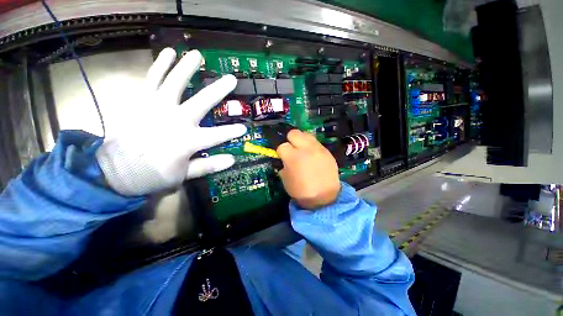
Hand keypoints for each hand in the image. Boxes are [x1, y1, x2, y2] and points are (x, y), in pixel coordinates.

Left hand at [96, 48, 246, 195]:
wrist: (114, 170)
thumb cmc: (152, 174)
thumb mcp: (183, 175)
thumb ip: (208, 166)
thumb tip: (232, 159)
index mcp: (187, 142)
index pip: (217, 136)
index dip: (231, 132)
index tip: (244, 128)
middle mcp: (175, 121)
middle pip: (201, 102)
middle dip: (218, 91)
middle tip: (231, 79)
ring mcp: (156, 107)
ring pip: (175, 83)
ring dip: (187, 68)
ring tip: (197, 55)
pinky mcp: (140, 100)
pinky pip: (152, 78)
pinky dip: (160, 65)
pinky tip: (169, 53)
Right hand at [277, 130, 340, 209]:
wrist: (325, 198)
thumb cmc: (302, 191)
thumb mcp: (286, 181)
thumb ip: (283, 167)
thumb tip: (285, 161)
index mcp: (293, 158)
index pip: (282, 146)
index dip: (281, 152)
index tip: (283, 157)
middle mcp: (306, 149)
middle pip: (294, 133)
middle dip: (290, 140)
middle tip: (292, 149)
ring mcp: (318, 149)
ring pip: (306, 134)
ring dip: (302, 141)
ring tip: (303, 150)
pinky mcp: (327, 151)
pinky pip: (316, 142)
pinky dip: (312, 146)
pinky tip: (313, 155)